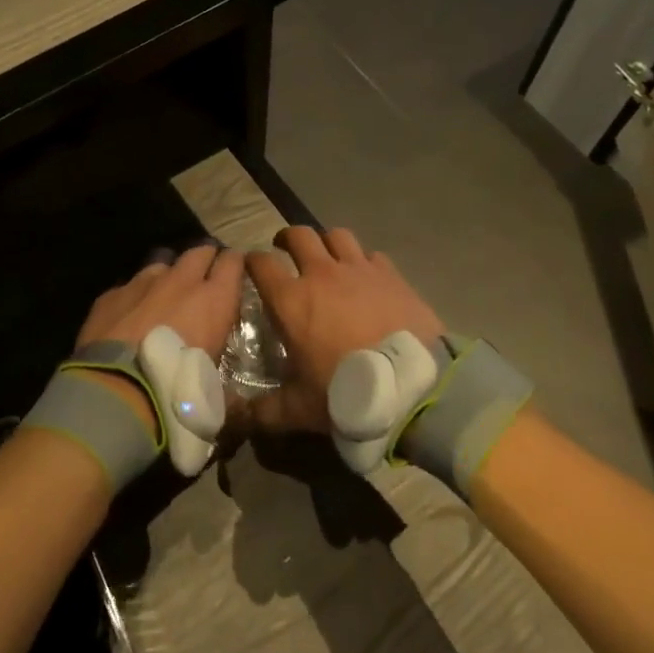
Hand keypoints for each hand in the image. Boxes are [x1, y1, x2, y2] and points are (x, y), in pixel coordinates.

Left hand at [73, 244, 245, 438]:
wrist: (116, 391)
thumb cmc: (176, 392)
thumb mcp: (214, 394)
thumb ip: (226, 388)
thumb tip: (239, 404)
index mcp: (214, 300)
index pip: (233, 262)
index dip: (235, 264)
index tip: (236, 272)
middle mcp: (180, 281)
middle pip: (199, 252)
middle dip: (204, 260)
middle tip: (204, 278)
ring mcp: (142, 283)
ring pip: (162, 264)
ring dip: (168, 275)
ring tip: (166, 294)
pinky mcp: (111, 294)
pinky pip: (129, 285)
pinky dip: (135, 295)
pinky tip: (130, 313)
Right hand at [244, 227, 443, 435]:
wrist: (412, 387)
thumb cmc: (347, 393)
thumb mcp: (300, 409)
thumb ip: (267, 410)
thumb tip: (240, 417)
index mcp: (291, 300)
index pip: (260, 264)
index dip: (252, 262)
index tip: (252, 268)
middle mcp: (321, 274)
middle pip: (298, 235)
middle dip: (287, 238)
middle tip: (285, 249)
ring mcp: (359, 270)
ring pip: (336, 235)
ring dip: (326, 242)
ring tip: (327, 256)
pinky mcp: (391, 275)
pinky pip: (372, 255)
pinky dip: (363, 261)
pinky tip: (367, 277)